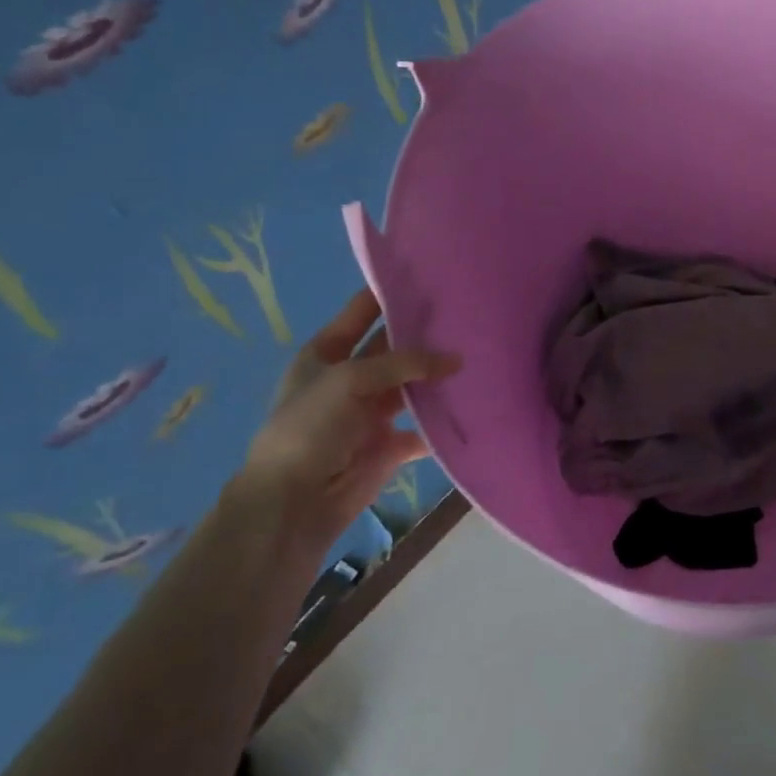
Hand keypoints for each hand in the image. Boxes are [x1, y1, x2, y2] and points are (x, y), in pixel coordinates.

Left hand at [233, 289, 460, 545]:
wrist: (293, 502)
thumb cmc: (310, 428)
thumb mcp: (350, 379)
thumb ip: (404, 363)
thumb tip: (456, 358)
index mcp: (327, 352)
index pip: (362, 311)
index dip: (390, 292)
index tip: (431, 273)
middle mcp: (351, 378)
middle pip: (395, 348)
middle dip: (426, 335)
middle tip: (471, 315)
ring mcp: (371, 413)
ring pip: (414, 387)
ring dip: (440, 377)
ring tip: (481, 355)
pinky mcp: (390, 445)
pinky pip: (424, 428)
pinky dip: (444, 422)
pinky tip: (475, 405)